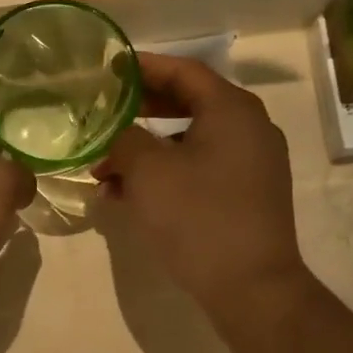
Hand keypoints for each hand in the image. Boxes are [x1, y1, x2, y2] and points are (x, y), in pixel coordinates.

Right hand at [96, 53, 309, 327]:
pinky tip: (128, 196)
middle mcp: (248, 128)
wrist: (250, 286)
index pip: (183, 71)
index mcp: (231, 109)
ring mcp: (250, 163)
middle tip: (102, 116)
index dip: (143, 67)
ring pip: (188, 142)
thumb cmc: (197, 217)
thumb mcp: (148, 172)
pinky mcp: (245, 195)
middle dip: (138, 114)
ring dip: (145, 151)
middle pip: (186, 105)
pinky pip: (199, 169)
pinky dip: (165, 174)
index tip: (108, 69)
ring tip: (104, 169)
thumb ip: (124, 139)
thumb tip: (116, 133)